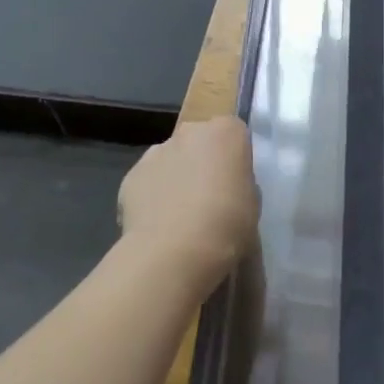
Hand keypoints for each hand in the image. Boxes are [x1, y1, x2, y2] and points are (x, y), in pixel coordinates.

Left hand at [118, 116, 258, 293]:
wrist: (174, 252)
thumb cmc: (227, 224)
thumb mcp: (253, 202)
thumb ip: (240, 183)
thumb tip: (226, 186)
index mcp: (226, 132)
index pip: (234, 132)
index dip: (234, 157)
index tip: (235, 180)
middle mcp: (191, 132)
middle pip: (200, 140)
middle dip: (203, 161)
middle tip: (210, 196)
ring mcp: (157, 151)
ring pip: (171, 159)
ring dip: (176, 177)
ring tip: (180, 216)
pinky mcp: (130, 175)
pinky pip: (148, 181)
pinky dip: (153, 196)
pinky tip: (158, 225)